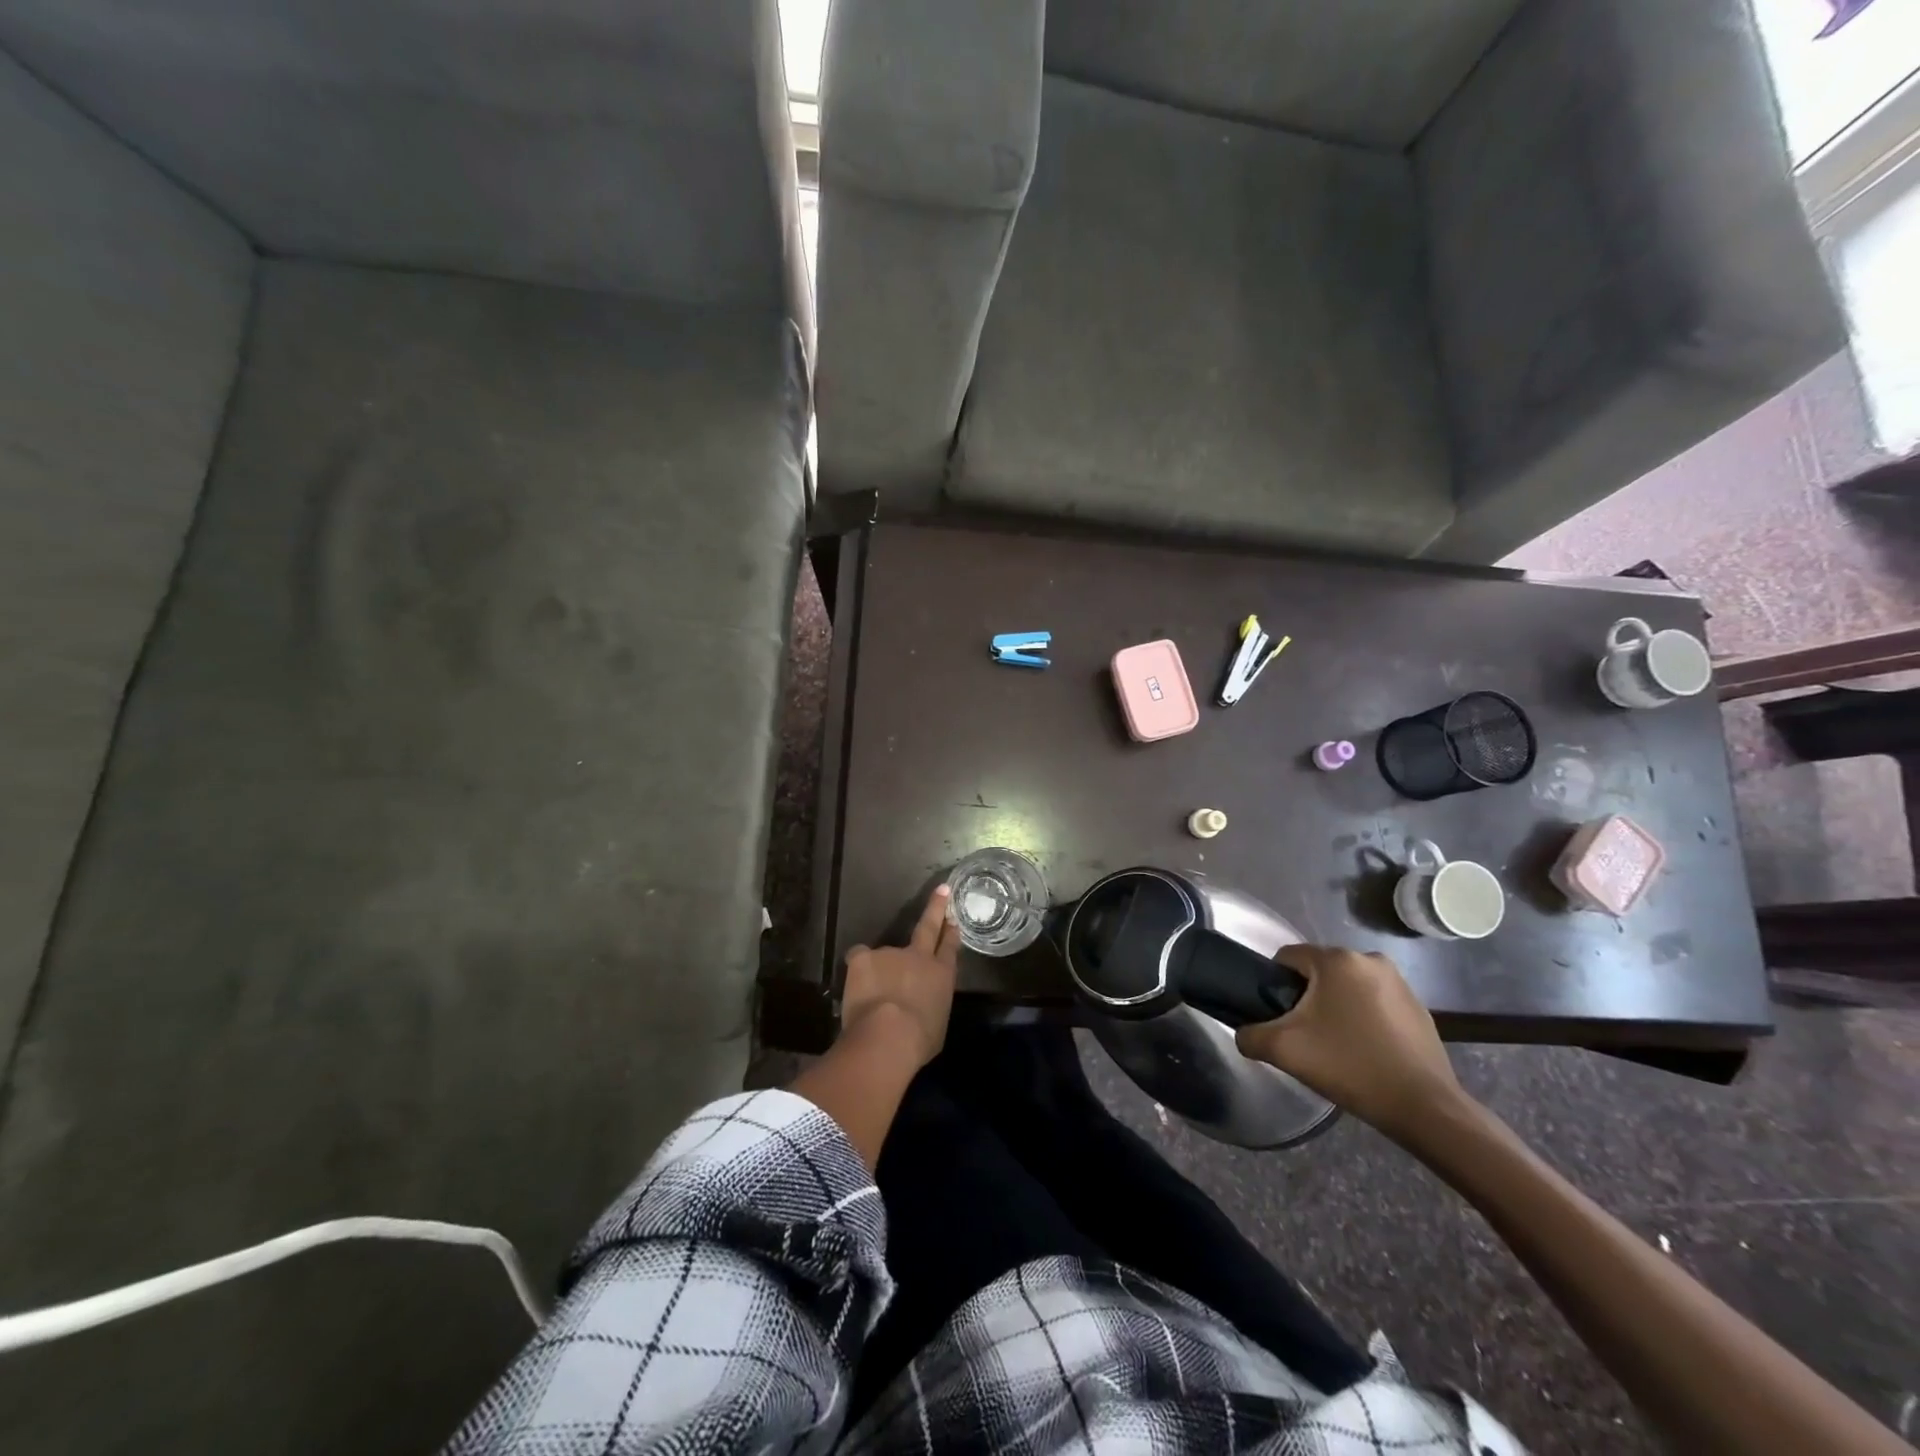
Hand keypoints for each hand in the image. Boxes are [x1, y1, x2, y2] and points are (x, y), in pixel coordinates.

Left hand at [840, 885, 959, 1070]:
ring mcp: (890, 953)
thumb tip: (923, 1007)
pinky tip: (856, 985)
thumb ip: (931, 1007)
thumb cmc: (919, 1039)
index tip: (953, 919)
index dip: (951, 933)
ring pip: (883, 957)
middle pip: (929, 928)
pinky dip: (858, 970)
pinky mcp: (864, 957)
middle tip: (941, 890)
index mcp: (941, 976)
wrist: (888, 1034)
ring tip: (872, 996)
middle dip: (936, 908)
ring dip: (880, 970)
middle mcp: (919, 957)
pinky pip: (859, 958)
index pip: (949, 949)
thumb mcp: (937, 1025)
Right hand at [1235, 945, 1463, 1143]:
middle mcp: (1369, 959)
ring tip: (1336, 1045)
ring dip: (1336, 1006)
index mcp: (1337, 960)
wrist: (1424, 1108)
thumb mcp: (1284, 1050)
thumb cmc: (1350, 1067)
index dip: (1275, 983)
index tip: (1279, 1016)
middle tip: (1305, 1035)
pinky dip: (1364, 1018)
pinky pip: (1375, 1002)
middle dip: (1307, 997)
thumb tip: (1243, 1033)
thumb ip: (1250, 1035)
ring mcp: (1399, 982)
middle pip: (1319, 971)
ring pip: (1347, 986)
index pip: (1288, 956)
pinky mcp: (1419, 1007)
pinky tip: (1365, 1051)